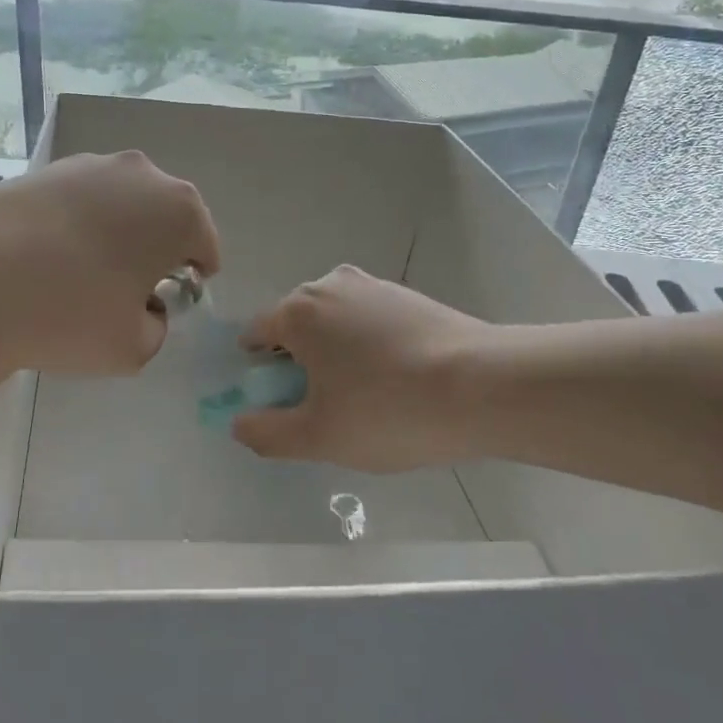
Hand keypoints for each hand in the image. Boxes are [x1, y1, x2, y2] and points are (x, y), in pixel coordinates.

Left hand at [0, 152, 220, 418]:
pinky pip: (76, 201)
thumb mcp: (134, 348)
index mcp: (178, 209)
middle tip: (125, 290)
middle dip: (154, 249)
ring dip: (114, 234)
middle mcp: (140, 172)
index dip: (192, 279)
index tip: (167, 303)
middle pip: (163, 216)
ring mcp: (86, 164)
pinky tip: (42, 259)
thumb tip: (142, 308)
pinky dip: (73, 225)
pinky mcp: (41, 169)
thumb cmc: (68, 314)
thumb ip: (156, 327)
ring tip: (78, 275)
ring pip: (118, 204)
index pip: (204, 245)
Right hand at [233, 265, 492, 472]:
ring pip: (336, 323)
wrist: (484, 386)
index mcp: (298, 310)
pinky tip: (398, 381)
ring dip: (337, 355)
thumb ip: (266, 432)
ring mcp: (373, 286)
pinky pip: (370, 322)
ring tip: (369, 399)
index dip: (260, 373)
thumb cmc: (388, 410)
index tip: (285, 405)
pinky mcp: (408, 295)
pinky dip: (370, 347)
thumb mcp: (318, 438)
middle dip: (300, 363)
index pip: (256, 335)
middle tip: (328, 409)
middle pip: (296, 326)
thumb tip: (239, 422)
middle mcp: (330, 284)